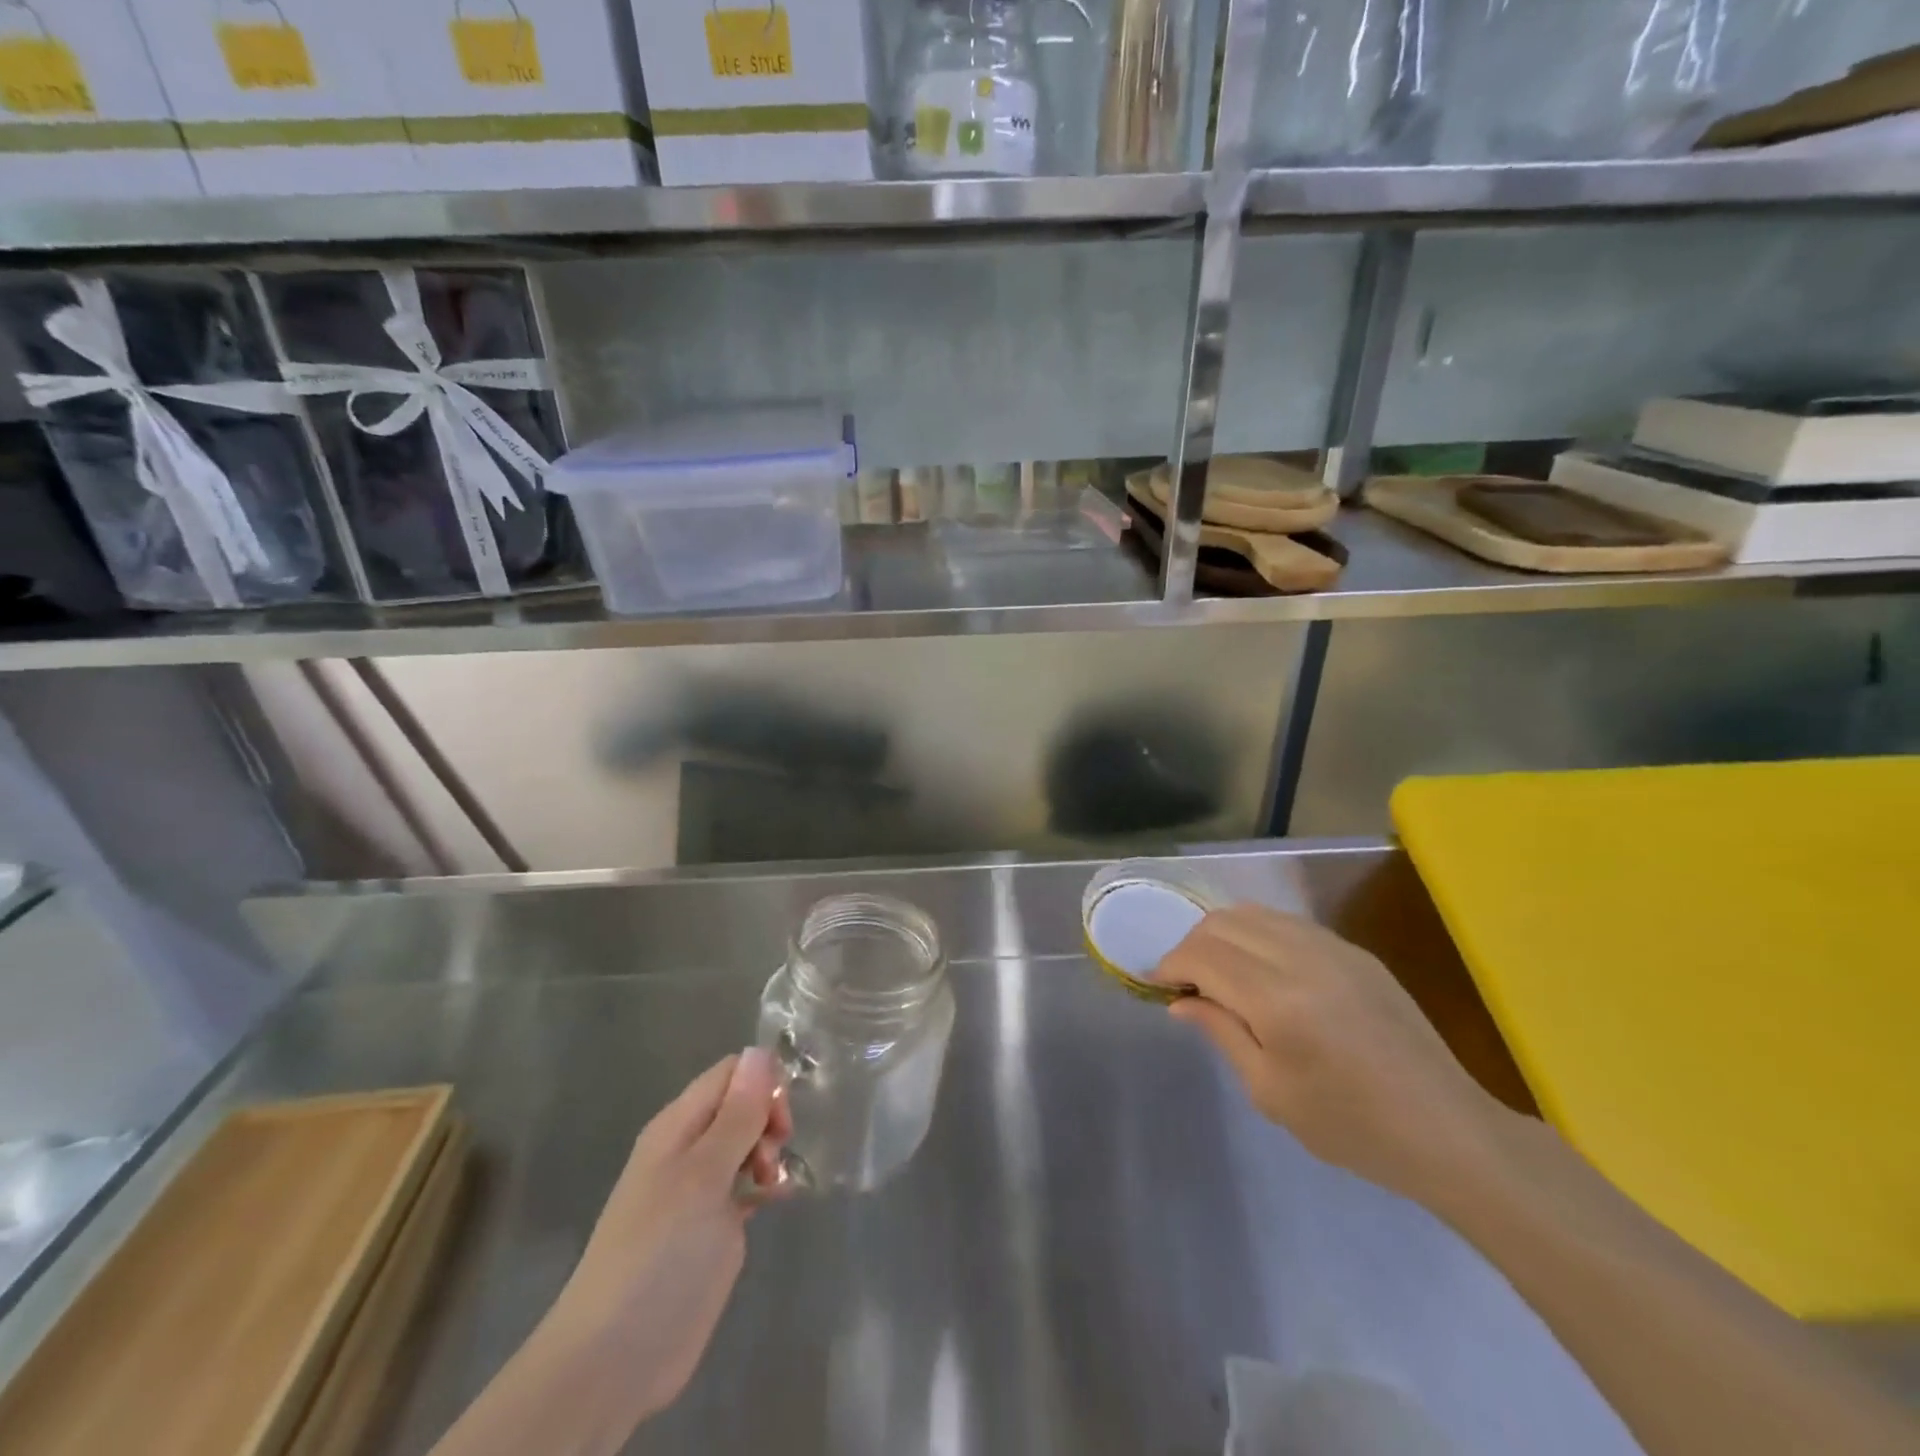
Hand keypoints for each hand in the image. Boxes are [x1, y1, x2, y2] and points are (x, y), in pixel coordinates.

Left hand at [541, 1049, 791, 1423]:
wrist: (616, 1357)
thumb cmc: (660, 1251)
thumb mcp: (704, 1175)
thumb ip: (736, 1115)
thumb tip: (760, 1052)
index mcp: (678, 1126)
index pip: (730, 1073)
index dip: (762, 1083)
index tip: (780, 1119)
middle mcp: (689, 1149)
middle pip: (741, 1105)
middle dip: (768, 1119)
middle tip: (775, 1154)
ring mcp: (700, 1190)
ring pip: (747, 1144)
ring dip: (770, 1151)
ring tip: (773, 1183)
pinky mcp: (711, 1227)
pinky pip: (746, 1184)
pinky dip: (766, 1184)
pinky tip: (779, 1199)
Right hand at [1157, 903, 1508, 1207]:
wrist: (1448, 1130)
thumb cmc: (1352, 1127)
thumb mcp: (1271, 1092)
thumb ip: (1220, 1032)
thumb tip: (1180, 999)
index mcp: (1278, 1001)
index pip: (1202, 955)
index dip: (1170, 963)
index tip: (1156, 983)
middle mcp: (1302, 958)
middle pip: (1222, 923)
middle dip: (1191, 945)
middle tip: (1184, 981)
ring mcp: (1333, 948)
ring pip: (1253, 913)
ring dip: (1222, 934)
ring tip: (1217, 971)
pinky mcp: (1354, 951)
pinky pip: (1287, 923)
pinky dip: (1257, 934)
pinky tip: (1260, 968)